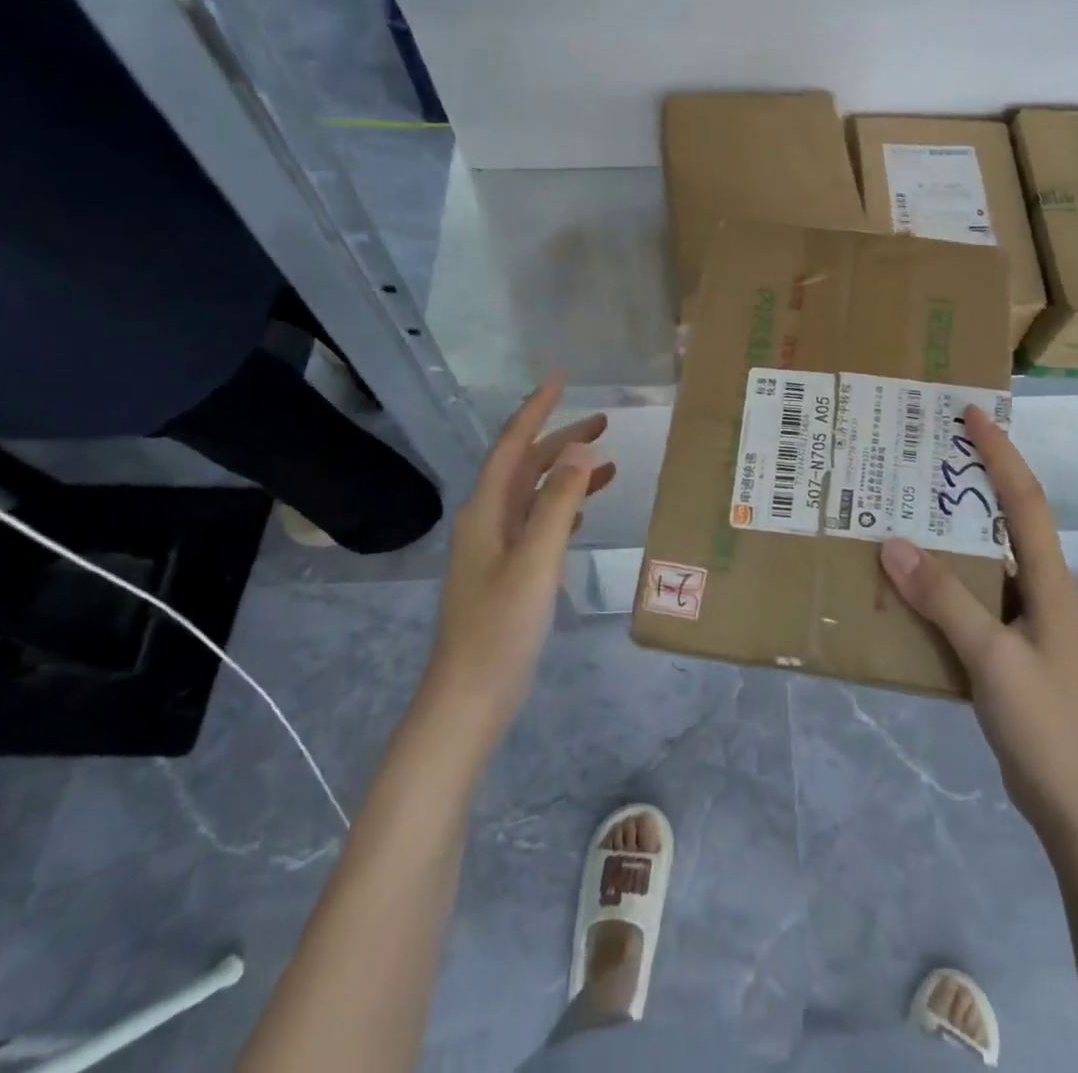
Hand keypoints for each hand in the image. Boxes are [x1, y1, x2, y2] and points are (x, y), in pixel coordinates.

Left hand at [426, 374, 615, 740]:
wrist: (469, 699)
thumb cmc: (500, 628)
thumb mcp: (535, 561)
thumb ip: (559, 504)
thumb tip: (580, 448)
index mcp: (486, 511)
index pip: (513, 446)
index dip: (536, 410)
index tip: (560, 379)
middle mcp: (487, 521)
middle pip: (526, 466)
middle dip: (561, 439)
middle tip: (604, 421)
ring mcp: (496, 548)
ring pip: (535, 495)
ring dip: (567, 473)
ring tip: (608, 461)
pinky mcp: (508, 572)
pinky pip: (538, 522)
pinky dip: (564, 507)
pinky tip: (584, 510)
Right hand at [879, 406, 1077, 834]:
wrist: (1074, 802)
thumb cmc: (1044, 722)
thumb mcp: (991, 657)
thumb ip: (944, 600)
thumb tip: (892, 543)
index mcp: (1049, 579)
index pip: (1025, 498)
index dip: (1000, 452)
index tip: (972, 412)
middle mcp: (1040, 587)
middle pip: (1007, 517)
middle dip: (973, 479)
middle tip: (925, 451)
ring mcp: (1025, 617)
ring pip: (984, 557)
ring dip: (950, 531)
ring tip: (904, 507)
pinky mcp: (1008, 644)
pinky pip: (971, 594)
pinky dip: (942, 579)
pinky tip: (907, 581)